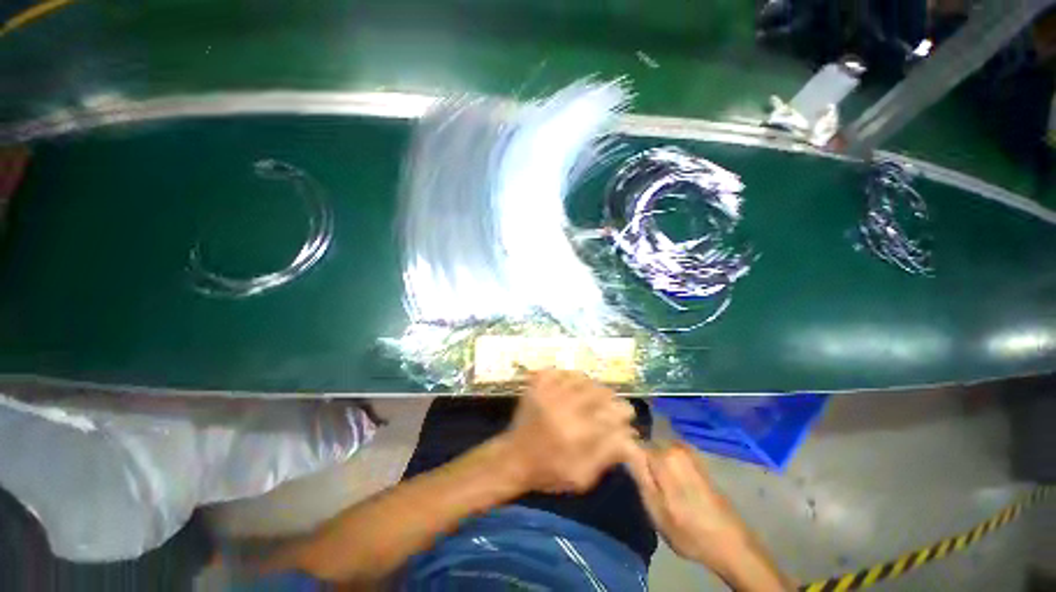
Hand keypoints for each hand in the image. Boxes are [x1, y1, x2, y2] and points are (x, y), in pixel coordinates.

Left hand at [498, 370, 639, 493]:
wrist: (514, 458)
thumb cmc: (550, 472)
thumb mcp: (583, 476)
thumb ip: (609, 454)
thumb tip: (630, 435)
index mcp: (577, 433)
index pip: (615, 412)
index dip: (623, 413)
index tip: (623, 418)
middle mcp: (564, 407)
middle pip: (601, 391)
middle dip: (610, 399)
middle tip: (606, 408)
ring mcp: (548, 391)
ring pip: (584, 378)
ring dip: (591, 388)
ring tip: (589, 398)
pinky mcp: (537, 384)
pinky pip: (562, 371)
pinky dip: (570, 378)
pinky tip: (570, 389)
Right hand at [627, 444, 793, 590]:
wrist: (731, 544)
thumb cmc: (689, 530)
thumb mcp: (656, 510)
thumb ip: (639, 476)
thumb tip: (625, 449)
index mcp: (663, 456)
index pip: (633, 443)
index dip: (625, 452)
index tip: (622, 467)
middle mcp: (676, 447)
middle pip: (647, 442)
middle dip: (640, 455)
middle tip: (638, 478)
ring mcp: (689, 452)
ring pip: (659, 447)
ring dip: (652, 459)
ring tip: (652, 481)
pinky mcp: (697, 460)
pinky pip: (671, 452)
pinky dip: (665, 461)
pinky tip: (667, 480)